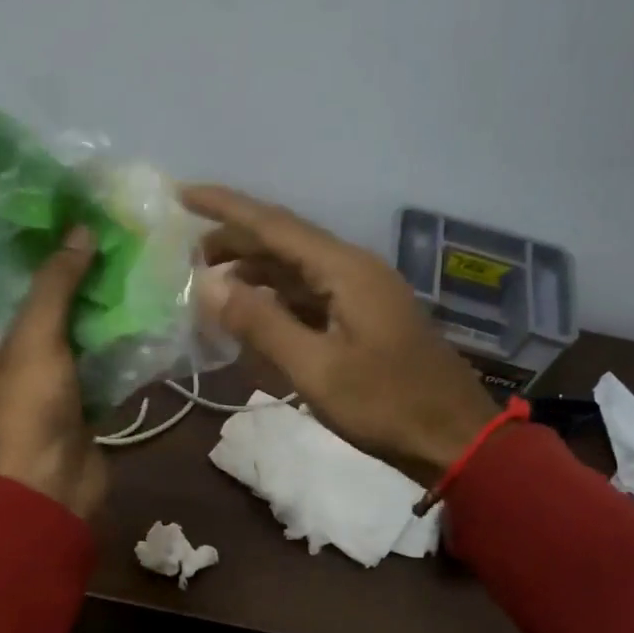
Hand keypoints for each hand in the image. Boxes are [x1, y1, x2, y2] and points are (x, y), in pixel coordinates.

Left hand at [0, 226, 108, 519]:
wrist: (53, 488)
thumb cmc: (25, 412)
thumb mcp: (33, 339)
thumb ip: (55, 283)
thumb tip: (80, 230)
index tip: (2, 208)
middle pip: (13, 298)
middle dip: (40, 264)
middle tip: (67, 220)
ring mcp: (35, 375)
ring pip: (55, 325)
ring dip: (78, 295)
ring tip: (102, 247)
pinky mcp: (70, 393)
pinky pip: (86, 353)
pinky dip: (102, 331)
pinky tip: (126, 298)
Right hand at [185, 185, 499, 487]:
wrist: (452, 438)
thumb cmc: (386, 405)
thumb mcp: (316, 369)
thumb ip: (261, 324)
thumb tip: (208, 285)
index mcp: (345, 270)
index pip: (274, 225)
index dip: (225, 207)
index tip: (181, 194)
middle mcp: (354, 270)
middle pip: (285, 243)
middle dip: (235, 242)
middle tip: (186, 255)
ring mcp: (363, 295)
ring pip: (297, 271)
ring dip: (254, 272)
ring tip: (210, 284)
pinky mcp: (365, 321)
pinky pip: (311, 297)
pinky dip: (277, 300)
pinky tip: (254, 314)